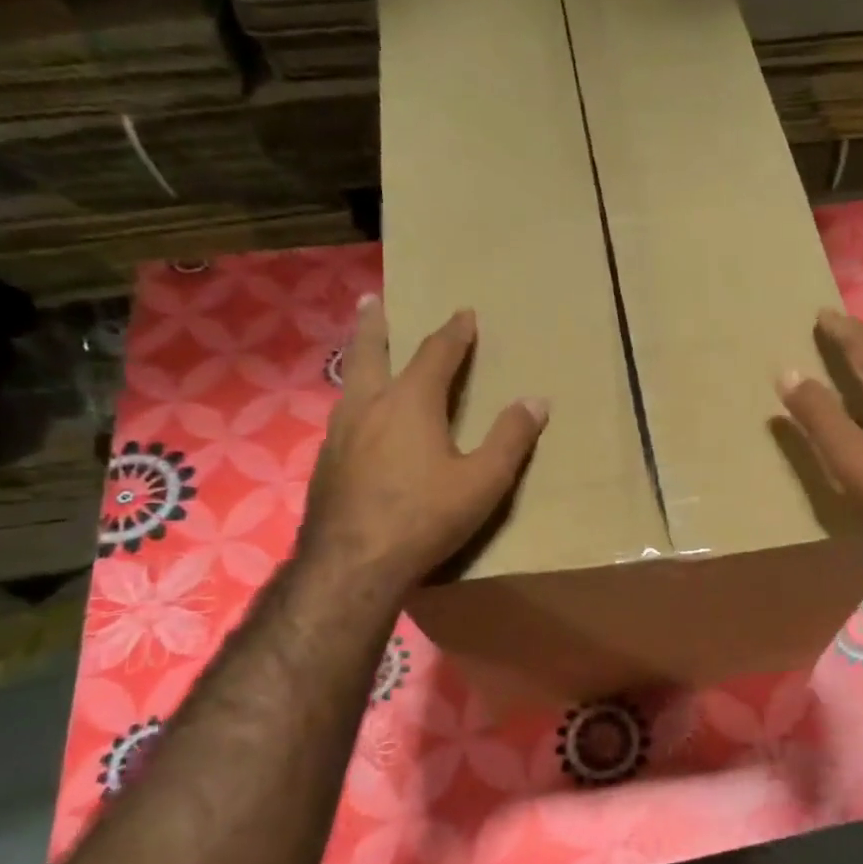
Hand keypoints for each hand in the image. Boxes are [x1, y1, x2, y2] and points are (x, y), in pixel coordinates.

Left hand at [301, 297, 546, 583]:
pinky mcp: (326, 462)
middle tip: (371, 299)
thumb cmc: (425, 516)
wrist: (352, 564)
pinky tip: (360, 422)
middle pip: (370, 352)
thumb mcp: (483, 480)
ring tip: (365, 356)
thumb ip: (510, 438)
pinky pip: (343, 416)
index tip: (463, 313)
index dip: (453, 333)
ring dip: (360, 361)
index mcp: (410, 403)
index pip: (435, 354)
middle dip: (376, 324)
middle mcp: (369, 406)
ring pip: (350, 383)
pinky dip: (355, 401)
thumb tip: (536, 401)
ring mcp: (340, 433)